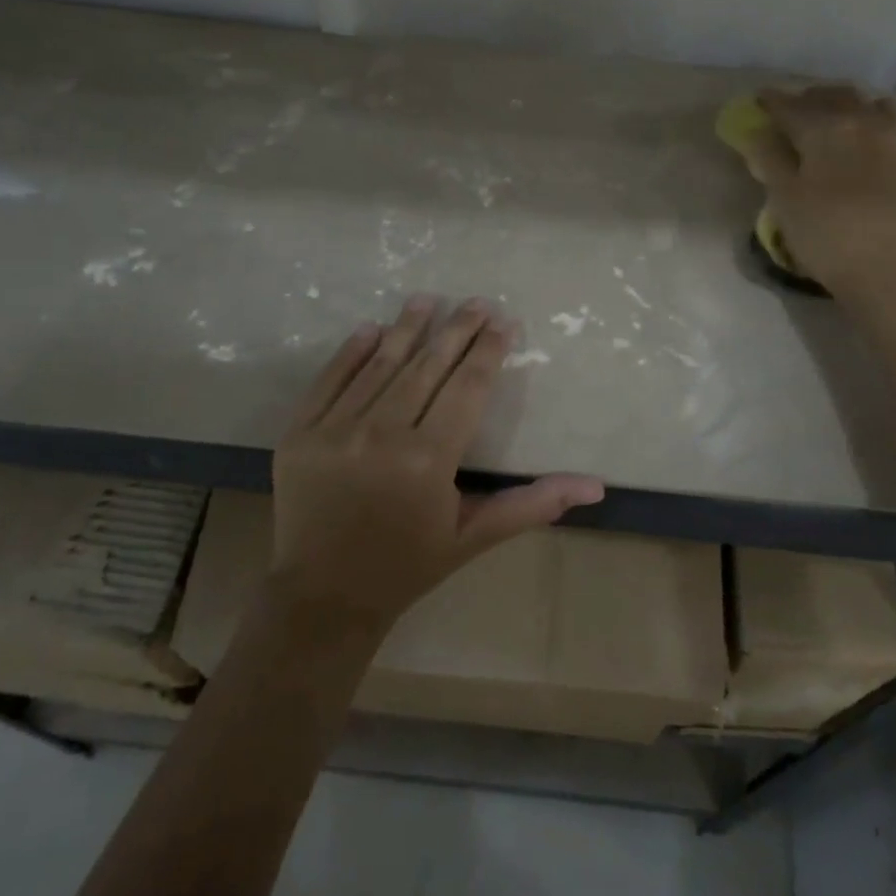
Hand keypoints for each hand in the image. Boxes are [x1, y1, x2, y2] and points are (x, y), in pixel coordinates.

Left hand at [270, 295, 604, 631]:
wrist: (324, 597)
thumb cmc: (409, 565)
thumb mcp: (474, 536)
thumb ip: (532, 504)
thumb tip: (596, 487)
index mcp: (428, 461)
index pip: (467, 388)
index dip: (488, 352)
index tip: (504, 322)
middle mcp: (381, 437)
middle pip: (427, 367)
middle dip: (457, 329)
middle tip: (477, 301)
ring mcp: (334, 432)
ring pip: (380, 365)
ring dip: (406, 328)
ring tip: (427, 299)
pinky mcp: (299, 434)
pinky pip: (329, 381)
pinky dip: (351, 352)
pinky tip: (371, 328)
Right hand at [745, 86, 895, 300]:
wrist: (890, 270)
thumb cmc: (826, 236)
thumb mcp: (785, 200)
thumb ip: (770, 160)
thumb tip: (759, 132)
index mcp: (822, 128)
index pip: (789, 106)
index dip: (771, 102)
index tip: (758, 99)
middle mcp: (858, 120)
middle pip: (828, 97)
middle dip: (805, 99)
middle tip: (787, 112)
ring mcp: (888, 136)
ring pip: (860, 102)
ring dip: (837, 103)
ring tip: (824, 117)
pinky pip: (885, 117)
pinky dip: (868, 114)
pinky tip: (863, 129)